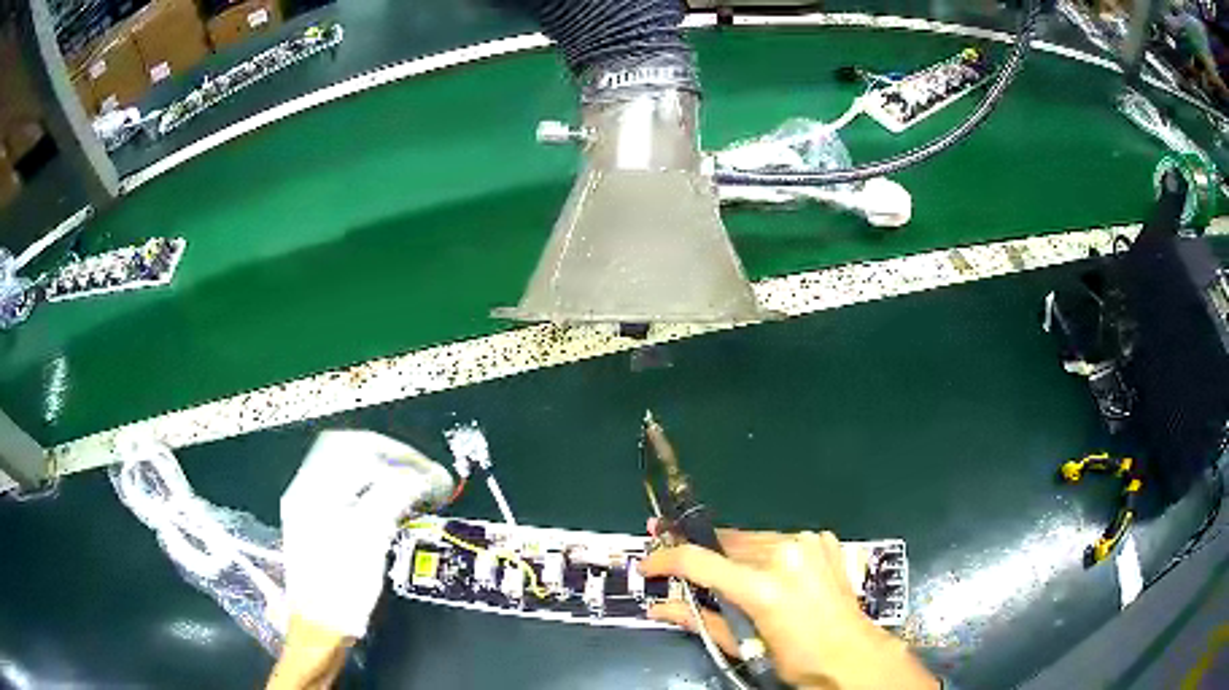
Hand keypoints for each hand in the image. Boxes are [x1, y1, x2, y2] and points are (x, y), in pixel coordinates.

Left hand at [280, 430, 454, 639]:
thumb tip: (423, 477)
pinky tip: (388, 504)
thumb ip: (392, 498)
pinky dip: (370, 488)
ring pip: (346, 468)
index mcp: (316, 489)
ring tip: (410, 488)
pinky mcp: (316, 522)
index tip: (429, 473)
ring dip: (381, 471)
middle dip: (389, 456)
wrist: (319, 625)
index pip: (358, 447)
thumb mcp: (370, 539)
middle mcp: (307, 489)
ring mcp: (309, 505)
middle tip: (421, 474)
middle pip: (349, 449)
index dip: (398, 455)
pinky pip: (344, 488)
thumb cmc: (342, 587)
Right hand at [641, 527, 937, 689]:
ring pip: (753, 539)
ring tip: (727, 573)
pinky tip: (771, 572)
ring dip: (734, 553)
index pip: (698, 560)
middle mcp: (784, 553)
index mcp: (762, 587)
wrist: (852, 653)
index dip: (664, 559)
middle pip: (725, 543)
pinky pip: (782, 540)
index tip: (647, 565)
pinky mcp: (823, 539)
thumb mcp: (743, 646)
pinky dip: (768, 553)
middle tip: (677, 558)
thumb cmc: (795, 658)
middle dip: (700, 553)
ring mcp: (807, 541)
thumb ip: (698, 620)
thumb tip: (657, 608)